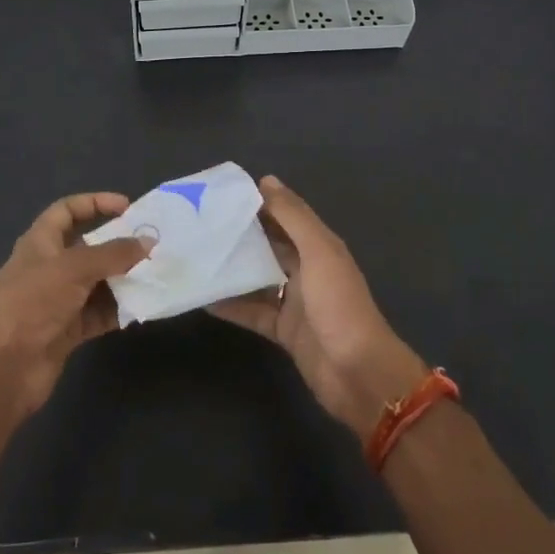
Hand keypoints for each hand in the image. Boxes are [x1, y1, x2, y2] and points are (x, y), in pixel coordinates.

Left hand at [0, 193, 149, 418]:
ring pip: (98, 282)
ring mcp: (59, 300)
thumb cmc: (33, 303)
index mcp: (40, 243)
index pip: (67, 210)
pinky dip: (119, 309)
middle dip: (119, 245)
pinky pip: (100, 313)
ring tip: (156, 275)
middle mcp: (50, 268)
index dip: (95, 203)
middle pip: (89, 247)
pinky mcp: (68, 330)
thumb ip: (113, 253)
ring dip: (124, 279)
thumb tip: (148, 242)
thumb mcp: (74, 268)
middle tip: (153, 245)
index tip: (128, 207)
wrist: (4, 368)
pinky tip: (143, 307)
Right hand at [208, 177, 425, 434]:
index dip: (259, 202)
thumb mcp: (318, 252)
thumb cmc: (339, 305)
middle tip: (201, 222)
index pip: (286, 215)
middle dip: (242, 233)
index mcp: (320, 246)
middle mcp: (307, 269)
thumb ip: (293, 217)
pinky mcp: (284, 330)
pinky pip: (253, 311)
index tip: (222, 193)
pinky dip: (232, 305)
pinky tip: (204, 298)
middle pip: (270, 244)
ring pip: (259, 277)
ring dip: (233, 268)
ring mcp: (295, 301)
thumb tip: (266, 180)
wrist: (357, 373)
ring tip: (197, 255)